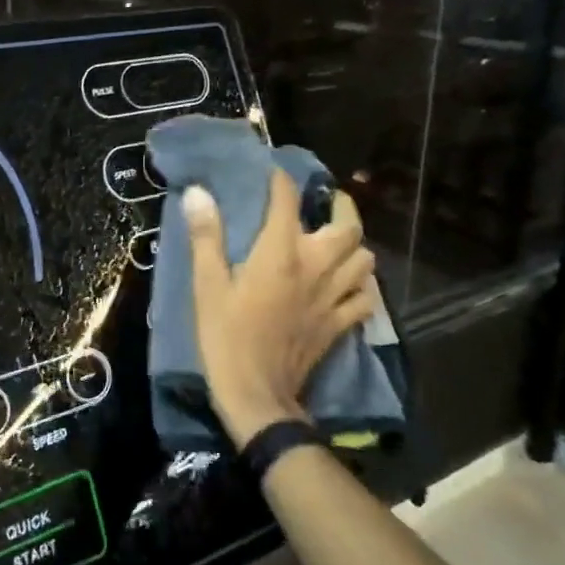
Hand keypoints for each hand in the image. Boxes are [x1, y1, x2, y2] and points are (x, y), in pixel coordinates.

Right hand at [183, 172, 375, 449]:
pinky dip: (361, 285)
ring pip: (364, 259)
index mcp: (280, 253)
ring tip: (338, 241)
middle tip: (326, 200)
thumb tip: (199, 193)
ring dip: (354, 244)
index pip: (288, 201)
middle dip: (341, 206)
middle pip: (347, 226)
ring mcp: (332, 297)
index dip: (282, 180)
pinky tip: (347, 284)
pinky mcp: (339, 324)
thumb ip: (206, 237)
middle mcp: (315, 267)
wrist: (256, 394)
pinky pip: (365, 297)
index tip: (274, 170)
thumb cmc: (225, 336)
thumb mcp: (207, 285)